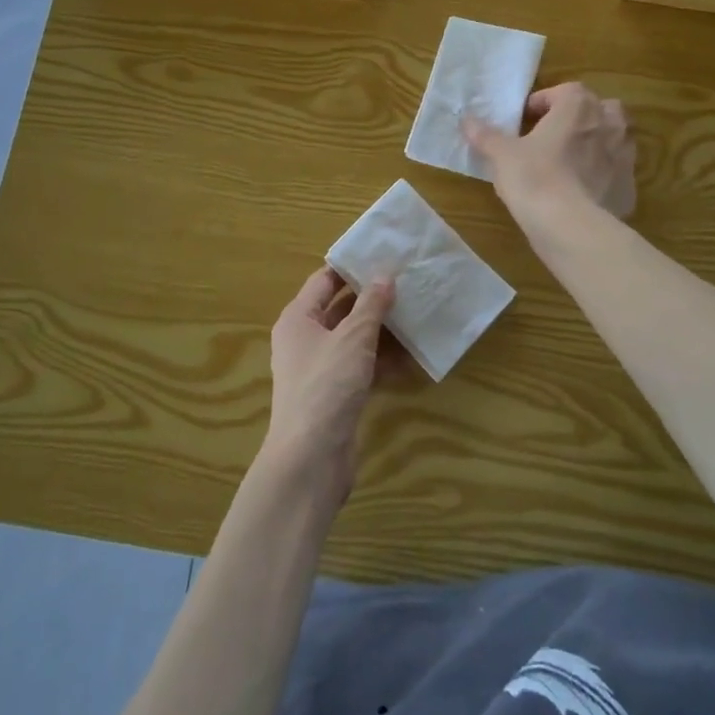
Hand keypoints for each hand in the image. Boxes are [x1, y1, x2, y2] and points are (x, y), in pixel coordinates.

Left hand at [261, 267, 398, 508]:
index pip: (324, 281)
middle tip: (407, 283)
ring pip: (354, 340)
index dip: (351, 268)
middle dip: (372, 299)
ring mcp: (320, 369)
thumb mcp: (353, 338)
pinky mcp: (336, 395)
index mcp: (298, 319)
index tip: (383, 255)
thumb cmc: (326, 386)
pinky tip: (412, 356)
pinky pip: (361, 367)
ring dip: (382, 331)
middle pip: (341, 310)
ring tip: (416, 314)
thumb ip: (371, 305)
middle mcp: (305, 340)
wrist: (311, 458)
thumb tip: (384, 275)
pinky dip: (382, 361)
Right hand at [462, 81, 636, 220]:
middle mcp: (608, 124)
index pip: (565, 91)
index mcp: (579, 106)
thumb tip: (466, 120)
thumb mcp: (502, 155)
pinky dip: (604, 176)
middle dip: (579, 117)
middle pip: (599, 109)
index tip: (526, 119)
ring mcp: (624, 156)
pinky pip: (616, 173)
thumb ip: (485, 135)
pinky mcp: (630, 187)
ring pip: (614, 139)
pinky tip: (583, 193)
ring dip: (596, 143)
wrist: (571, 227)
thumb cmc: (534, 178)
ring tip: (570, 162)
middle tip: (553, 136)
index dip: (544, 102)